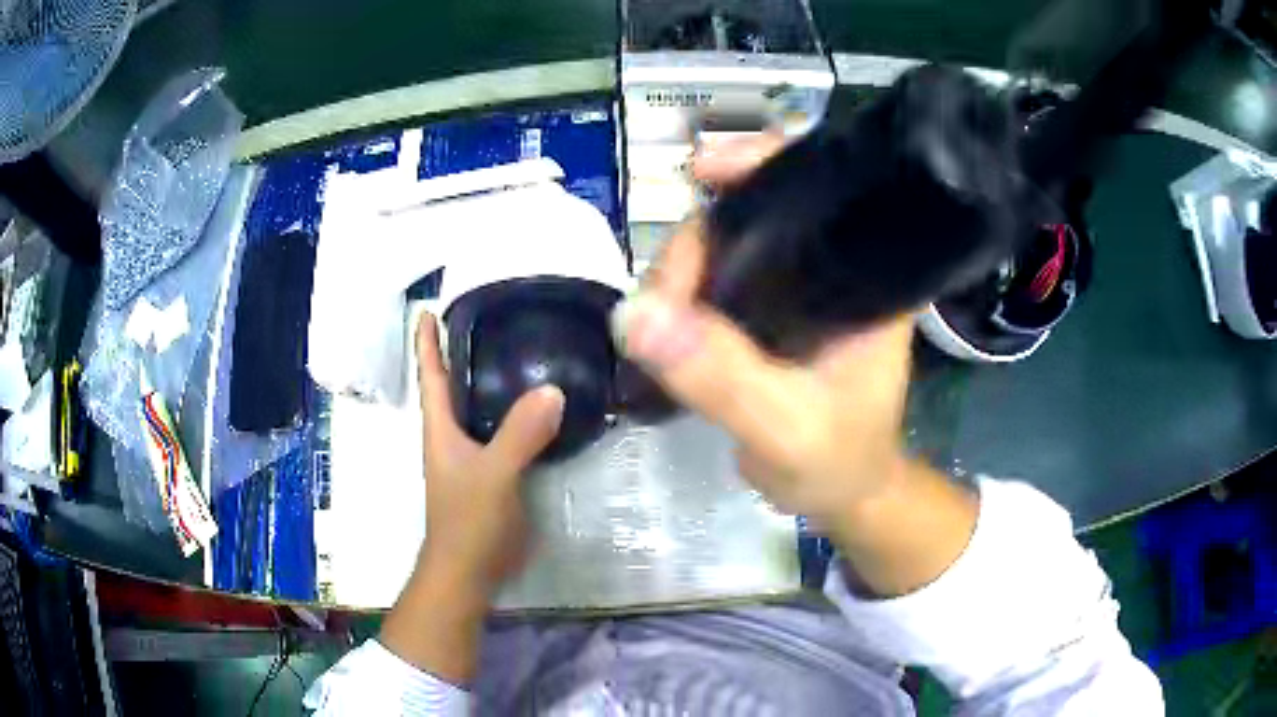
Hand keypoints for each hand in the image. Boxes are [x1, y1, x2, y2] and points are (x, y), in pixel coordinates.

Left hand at [413, 312, 564, 597]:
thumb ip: (520, 434)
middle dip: (461, 352)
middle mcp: (451, 437)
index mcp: (440, 429)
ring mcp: (470, 457)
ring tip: (517, 352)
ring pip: (479, 408)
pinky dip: (515, 414)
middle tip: (488, 320)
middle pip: (453, 386)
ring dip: (491, 382)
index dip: (426, 342)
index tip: (427, 309)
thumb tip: (553, 389)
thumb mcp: (493, 474)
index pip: (430, 376)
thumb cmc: (468, 520)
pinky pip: (502, 432)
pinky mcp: (491, 474)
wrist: (469, 570)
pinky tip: (539, 408)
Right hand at [620, 133, 913, 521]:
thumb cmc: (838, 461)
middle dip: (696, 241)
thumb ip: (722, 378)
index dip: (761, 161)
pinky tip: (661, 321)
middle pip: (754, 212)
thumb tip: (635, 316)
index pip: (820, 187)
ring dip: (679, 272)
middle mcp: (833, 266)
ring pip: (726, 245)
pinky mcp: (768, 311)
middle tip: (660, 305)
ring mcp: (797, 287)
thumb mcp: (785, 429)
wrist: (841, 494)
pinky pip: (715, 279)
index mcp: (866, 275)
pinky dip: (681, 293)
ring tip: (655, 325)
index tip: (703, 172)